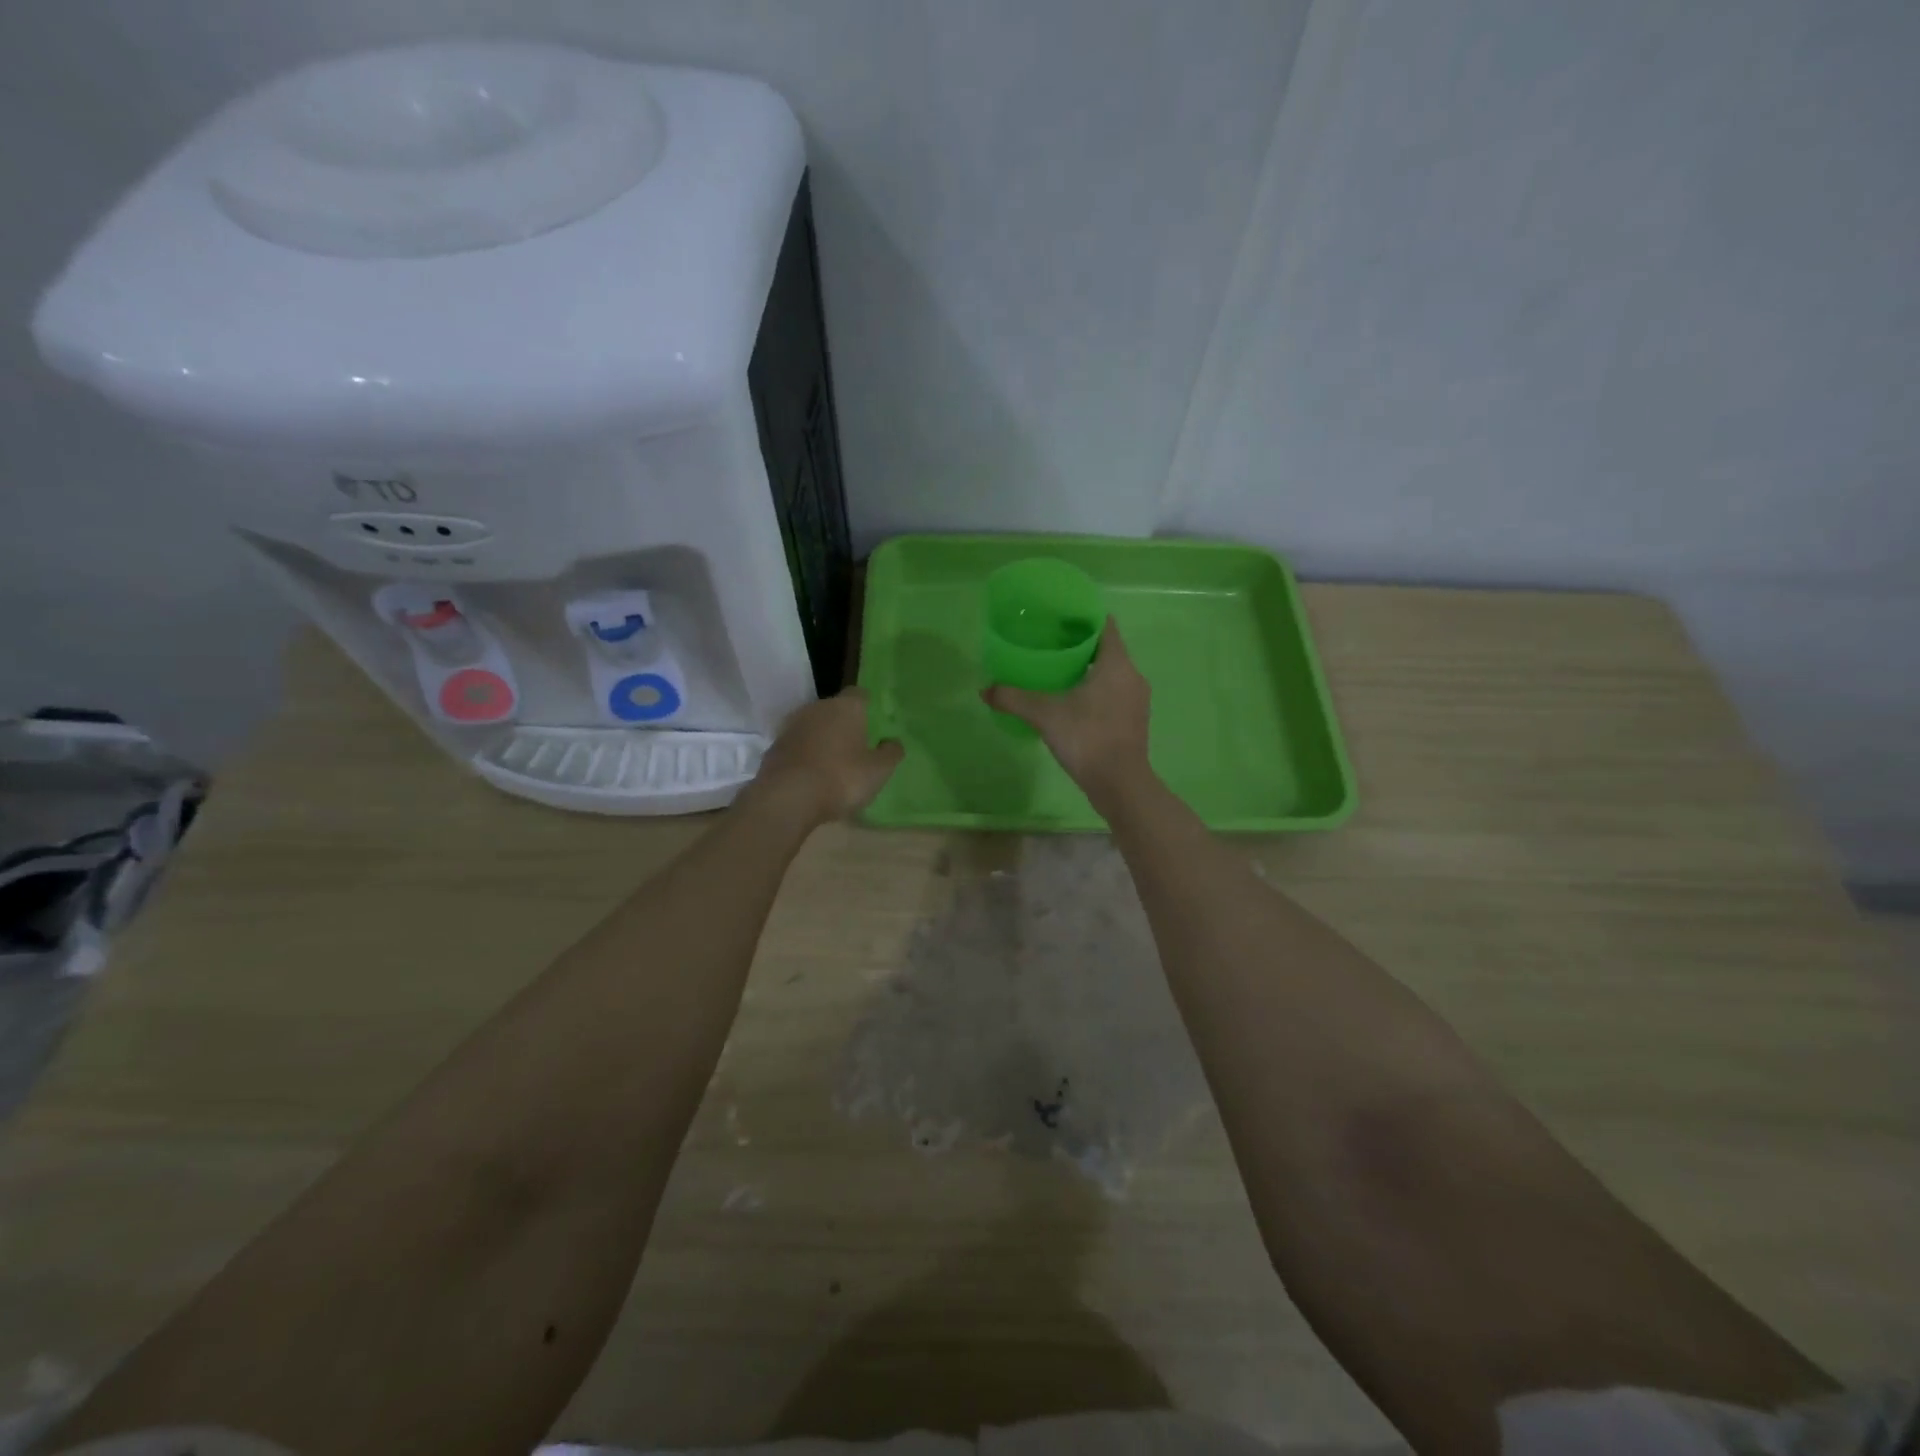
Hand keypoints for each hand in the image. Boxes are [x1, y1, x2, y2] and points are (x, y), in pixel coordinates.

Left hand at [752, 687, 903, 826]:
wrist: (787, 798)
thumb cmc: (841, 778)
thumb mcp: (878, 771)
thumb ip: (891, 753)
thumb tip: (893, 742)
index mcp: (846, 707)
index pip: (860, 695)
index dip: (868, 709)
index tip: (874, 728)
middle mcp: (817, 708)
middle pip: (835, 710)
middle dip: (845, 725)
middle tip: (857, 748)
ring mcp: (792, 726)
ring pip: (814, 727)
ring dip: (823, 740)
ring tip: (834, 765)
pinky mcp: (774, 746)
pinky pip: (798, 745)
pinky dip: (805, 755)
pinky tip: (812, 776)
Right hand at [982, 618, 1152, 804]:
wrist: (1120, 784)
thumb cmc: (1087, 738)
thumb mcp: (1045, 715)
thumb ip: (1014, 699)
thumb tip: (984, 689)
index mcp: (1116, 664)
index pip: (1106, 626)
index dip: (1085, 617)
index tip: (1060, 617)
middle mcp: (1132, 676)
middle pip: (1107, 649)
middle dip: (1081, 645)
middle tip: (1050, 644)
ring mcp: (1137, 700)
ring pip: (1112, 673)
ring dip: (1089, 669)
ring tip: (1058, 672)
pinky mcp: (1134, 720)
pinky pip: (1115, 693)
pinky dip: (1096, 690)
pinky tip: (1073, 702)